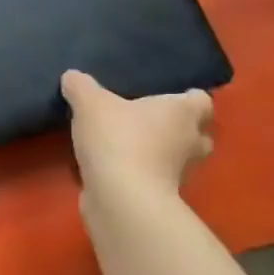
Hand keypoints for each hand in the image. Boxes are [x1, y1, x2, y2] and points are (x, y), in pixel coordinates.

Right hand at [60, 70, 212, 203]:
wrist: (121, 198)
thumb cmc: (118, 139)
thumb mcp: (89, 103)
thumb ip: (81, 86)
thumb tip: (72, 77)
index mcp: (184, 112)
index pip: (201, 99)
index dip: (186, 96)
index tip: (165, 95)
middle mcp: (192, 141)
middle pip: (197, 131)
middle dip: (177, 127)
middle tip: (148, 120)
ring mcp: (181, 173)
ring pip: (177, 157)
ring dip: (160, 152)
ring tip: (130, 145)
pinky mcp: (163, 197)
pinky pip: (157, 178)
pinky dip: (143, 174)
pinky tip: (117, 168)